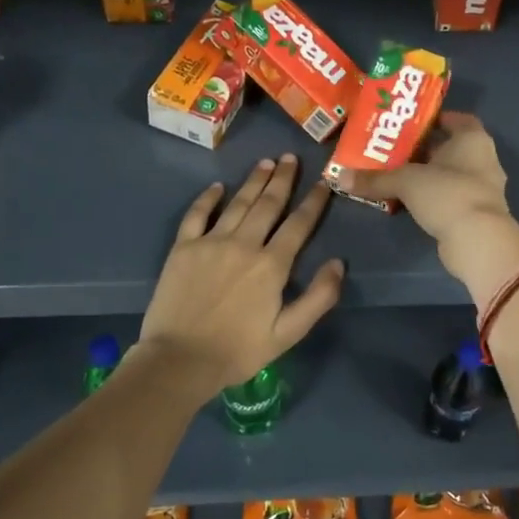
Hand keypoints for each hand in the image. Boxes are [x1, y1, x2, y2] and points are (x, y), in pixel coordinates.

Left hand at [137, 155, 344, 393]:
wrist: (180, 360)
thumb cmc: (238, 351)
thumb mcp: (288, 333)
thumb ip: (318, 298)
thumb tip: (338, 264)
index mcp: (271, 265)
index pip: (298, 225)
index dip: (313, 202)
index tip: (323, 183)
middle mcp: (243, 244)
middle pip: (268, 204)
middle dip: (283, 179)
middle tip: (290, 158)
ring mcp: (210, 242)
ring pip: (238, 203)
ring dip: (253, 181)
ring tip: (265, 162)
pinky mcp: (183, 248)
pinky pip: (197, 214)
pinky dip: (208, 198)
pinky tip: (218, 187)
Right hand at [347, 113, 518, 284]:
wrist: (478, 241)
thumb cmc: (447, 194)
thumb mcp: (406, 181)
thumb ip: (375, 179)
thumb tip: (339, 177)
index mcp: (473, 139)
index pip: (457, 119)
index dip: (434, 118)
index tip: (409, 123)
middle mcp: (483, 159)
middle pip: (450, 147)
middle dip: (422, 148)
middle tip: (392, 148)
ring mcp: (482, 189)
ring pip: (449, 174)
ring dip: (427, 175)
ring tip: (395, 175)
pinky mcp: (476, 213)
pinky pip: (450, 197)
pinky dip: (432, 197)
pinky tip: (409, 202)